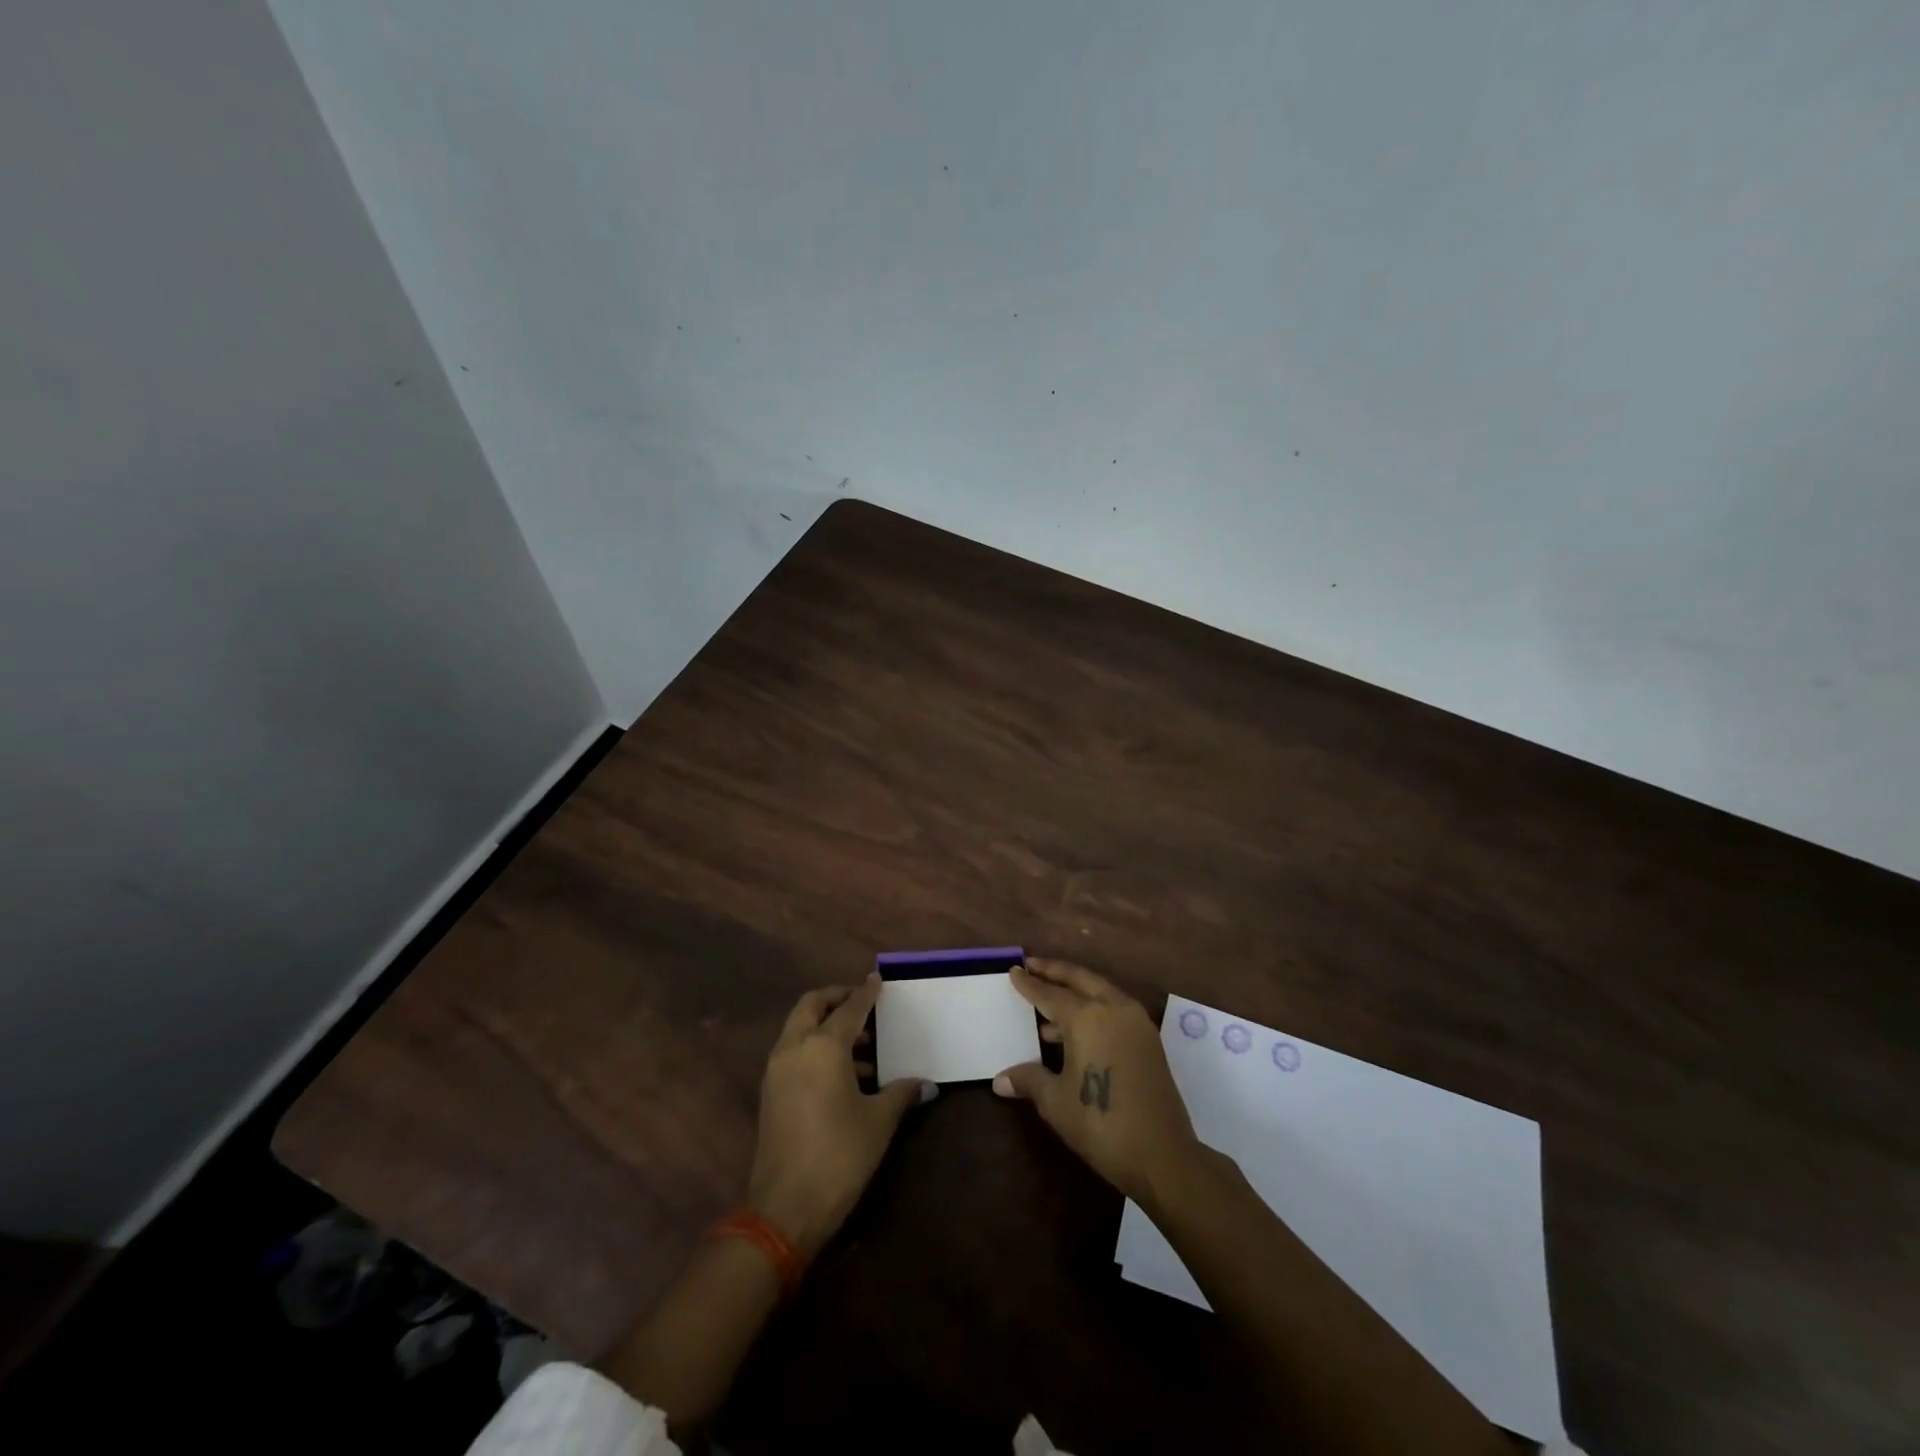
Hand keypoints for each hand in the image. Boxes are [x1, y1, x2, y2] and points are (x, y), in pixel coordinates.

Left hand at [748, 975, 932, 1261]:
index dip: (866, 993)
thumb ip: (901, 1093)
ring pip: (799, 1027)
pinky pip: (794, 1051)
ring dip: (826, 1025)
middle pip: (812, 1005)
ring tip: (863, 1047)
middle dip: (837, 998)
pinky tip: (844, 1075)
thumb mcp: (878, 1122)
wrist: (785, 1208)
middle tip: (864, 1004)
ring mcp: (776, 1069)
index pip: (850, 1008)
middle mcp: (794, 1047)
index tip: (878, 980)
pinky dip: (814, 1047)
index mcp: (823, 1046)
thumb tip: (925, 1083)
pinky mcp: (770, 1091)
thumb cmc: (839, 1155)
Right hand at [993, 958, 1200, 1202]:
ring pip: (1100, 990)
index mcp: (1086, 1017)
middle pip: (1079, 978)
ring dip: (1075, 989)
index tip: (1014, 970)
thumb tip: (1000, 1079)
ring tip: (1049, 1001)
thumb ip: (1029, 1080)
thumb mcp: (1056, 1102)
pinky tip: (1076, 1029)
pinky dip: (1093, 1006)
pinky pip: (1114, 1007)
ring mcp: (1135, 1021)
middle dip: (1054, 970)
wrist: (1162, 1154)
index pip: (1050, 993)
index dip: (1029, 984)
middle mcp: (1112, 1007)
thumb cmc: (1100, 1123)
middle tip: (1032, 965)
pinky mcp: (1148, 1038)